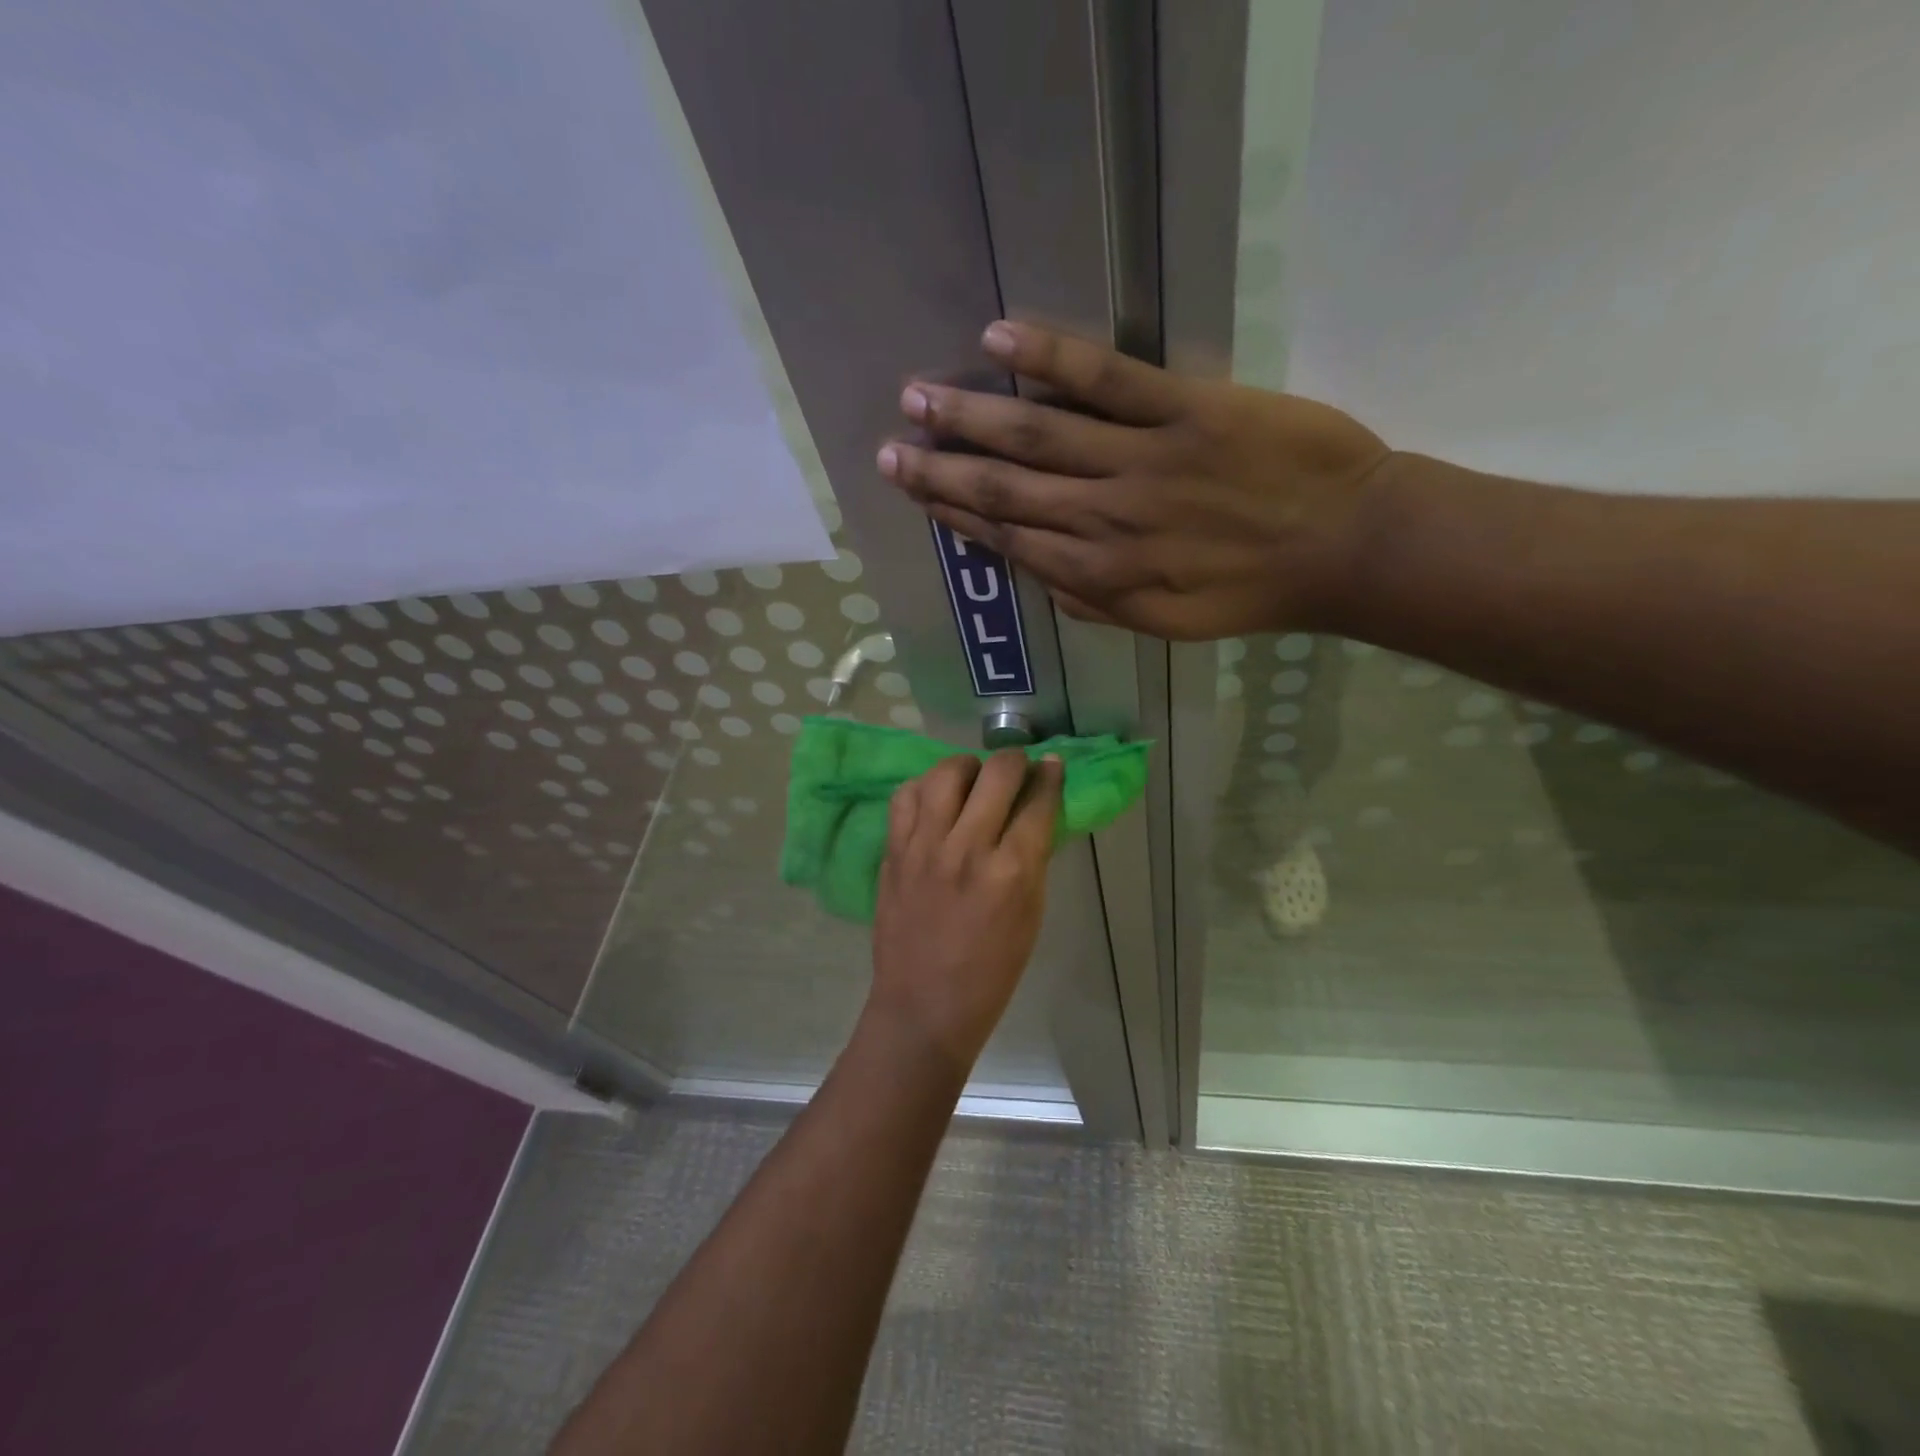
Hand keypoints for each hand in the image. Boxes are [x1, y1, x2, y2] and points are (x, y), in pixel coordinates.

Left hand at [867, 751, 1062, 1077]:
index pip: (1038, 801)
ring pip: (947, 773)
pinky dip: (925, 787)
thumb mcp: (1031, 915)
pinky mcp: (893, 851)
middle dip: (1016, 760)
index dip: (1050, 776)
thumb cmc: (990, 972)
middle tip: (1018, 769)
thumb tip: (1035, 813)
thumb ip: (1032, 858)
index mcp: (1012, 871)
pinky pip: (906, 796)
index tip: (1052, 765)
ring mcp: (924, 846)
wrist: (923, 1006)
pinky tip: (936, 798)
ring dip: (968, 766)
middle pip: (996, 774)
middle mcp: (967, 848)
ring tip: (974, 779)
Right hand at [876, 320, 1392, 639]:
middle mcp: (1103, 520)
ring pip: (1037, 435)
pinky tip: (998, 339)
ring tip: (918, 398)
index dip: (955, 516)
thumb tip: (1039, 576)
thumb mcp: (1164, 623)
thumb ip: (1096, 602)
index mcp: (1099, 575)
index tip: (916, 494)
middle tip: (889, 450)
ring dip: (970, 415)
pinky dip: (1048, 355)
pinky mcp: (1184, 410)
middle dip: (941, 470)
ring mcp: (1140, 462)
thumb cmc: (1250, 591)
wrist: (1344, 548)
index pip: (1008, 540)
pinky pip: (1105, 377)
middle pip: (1005, 489)